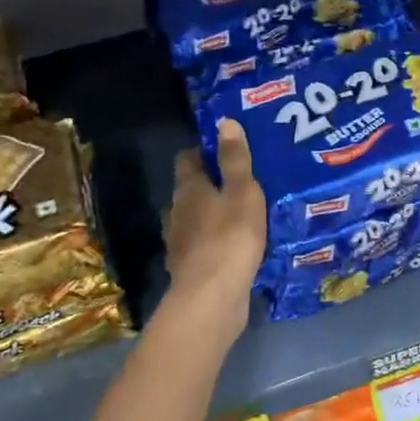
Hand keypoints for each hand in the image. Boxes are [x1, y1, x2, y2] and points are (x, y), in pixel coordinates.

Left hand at [163, 119, 268, 322]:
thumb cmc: (230, 238)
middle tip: (242, 183)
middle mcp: (177, 212)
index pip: (188, 159)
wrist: (211, 298)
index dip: (205, 152)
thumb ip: (235, 160)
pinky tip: (235, 248)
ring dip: (213, 216)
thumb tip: (225, 122)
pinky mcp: (189, 269)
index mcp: (188, 189)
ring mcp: (179, 243)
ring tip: (241, 216)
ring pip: (195, 220)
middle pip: (190, 190)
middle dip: (211, 185)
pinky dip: (214, 243)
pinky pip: (202, 247)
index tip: (228, 151)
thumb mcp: (242, 192)